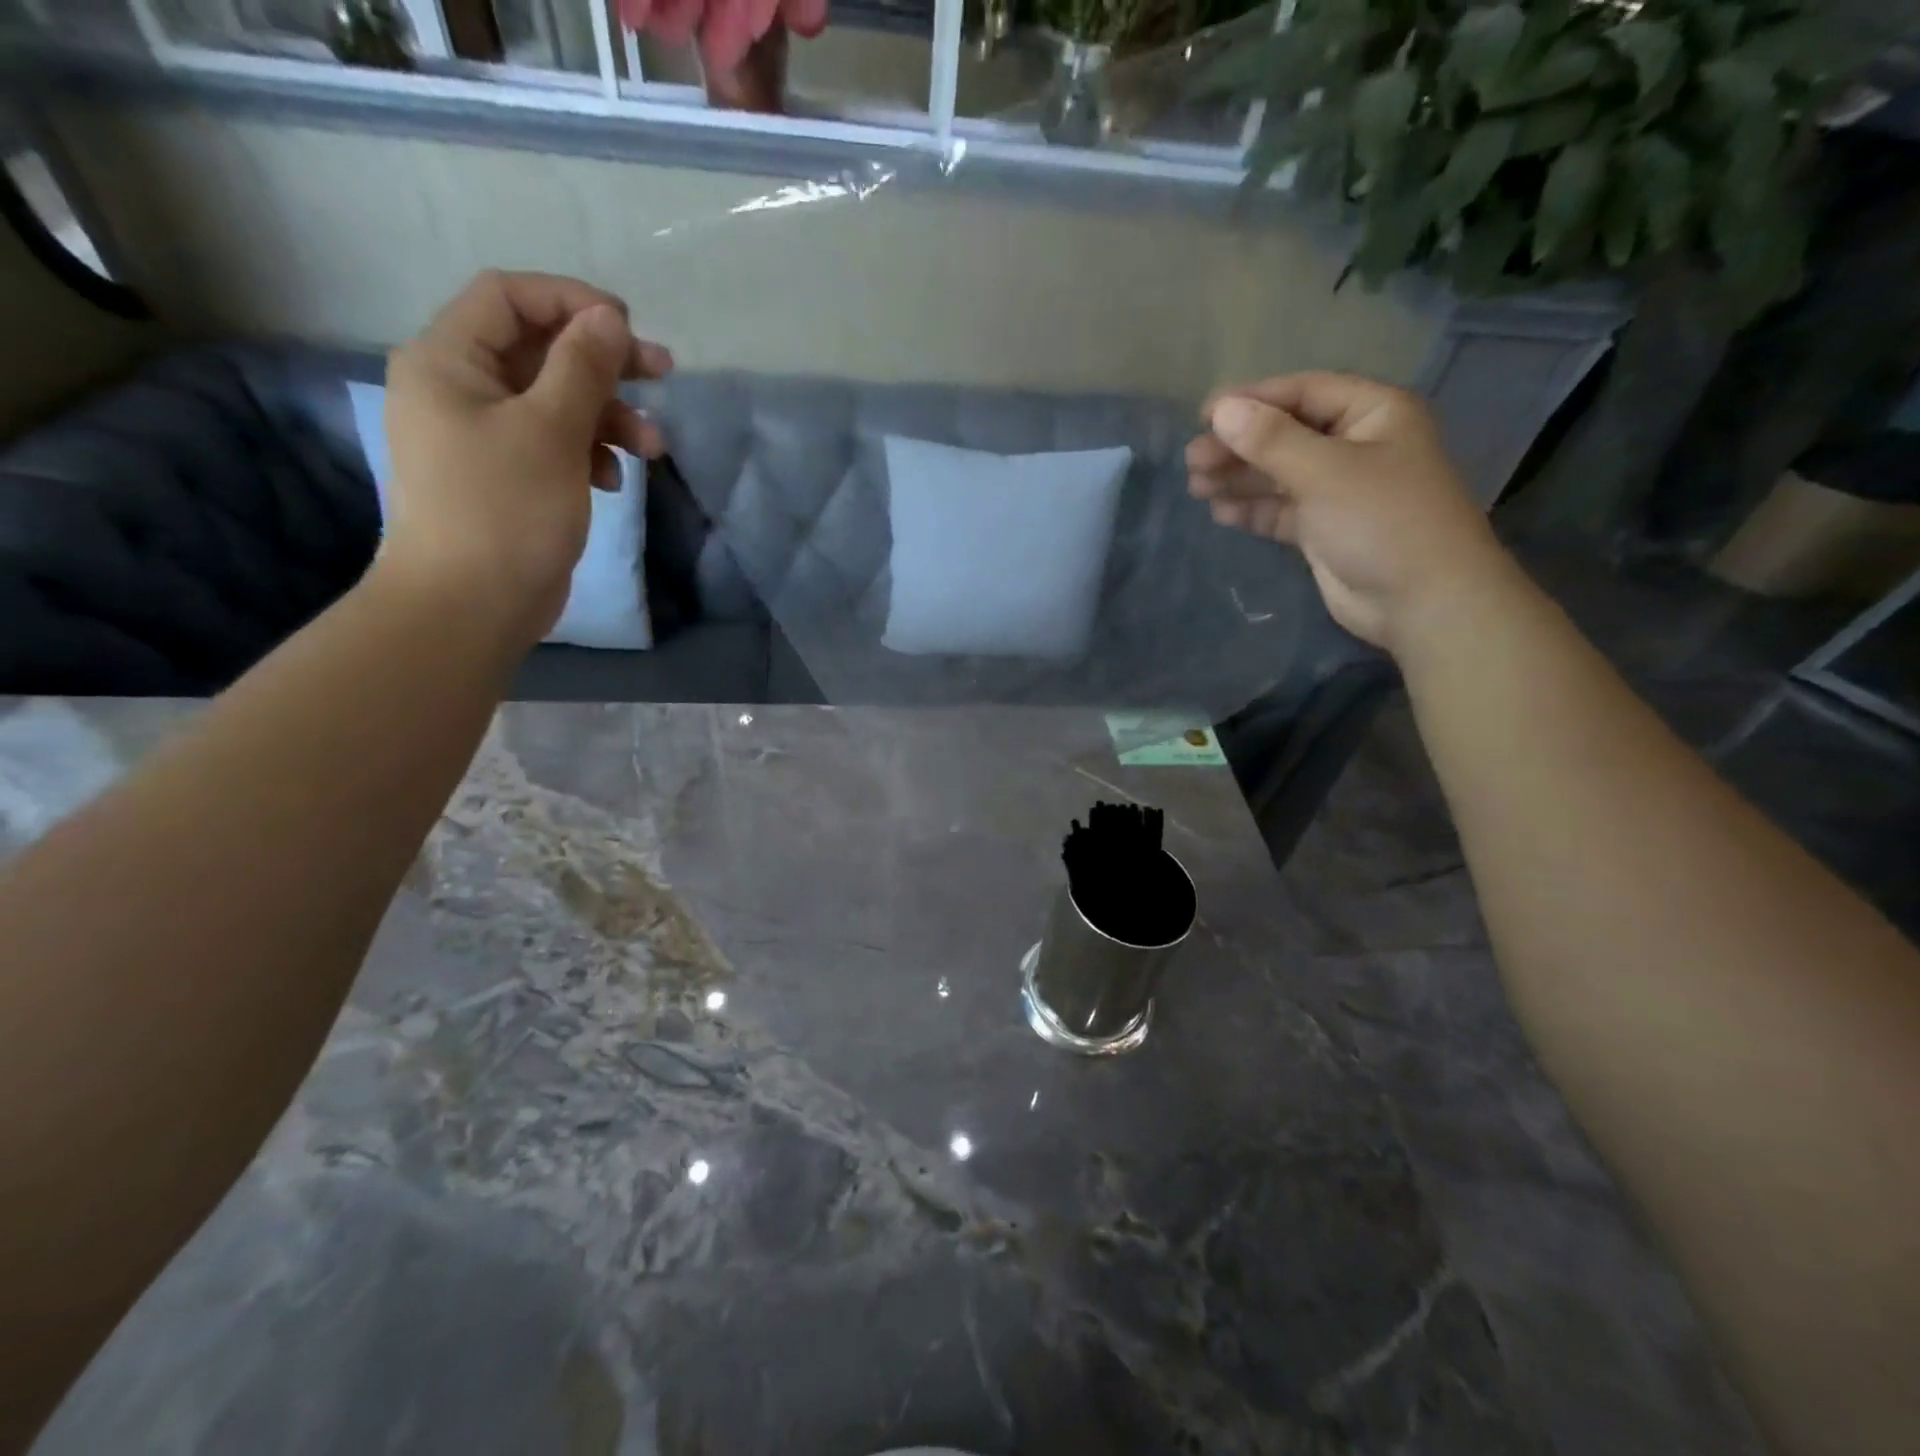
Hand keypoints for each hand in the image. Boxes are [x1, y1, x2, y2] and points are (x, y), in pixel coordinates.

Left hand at [379, 270, 672, 647]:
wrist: (469, 606)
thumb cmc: (504, 510)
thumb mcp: (550, 432)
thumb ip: (582, 369)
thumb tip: (609, 317)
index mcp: (448, 360)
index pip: (509, 298)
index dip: (572, 302)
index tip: (630, 328)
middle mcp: (459, 388)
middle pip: (539, 350)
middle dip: (603, 365)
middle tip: (662, 375)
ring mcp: (482, 435)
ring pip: (554, 402)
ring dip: (608, 417)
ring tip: (652, 448)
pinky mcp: (507, 476)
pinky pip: (553, 444)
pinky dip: (589, 452)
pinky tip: (613, 480)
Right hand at [1187, 372, 1506, 655]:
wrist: (1422, 601)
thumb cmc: (1382, 521)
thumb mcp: (1325, 472)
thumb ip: (1271, 440)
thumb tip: (1222, 410)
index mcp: (1372, 413)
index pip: (1303, 393)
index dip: (1252, 401)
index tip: (1204, 417)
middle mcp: (1355, 446)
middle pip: (1285, 435)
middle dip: (1238, 446)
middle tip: (1192, 460)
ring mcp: (1339, 490)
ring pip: (1279, 475)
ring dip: (1238, 479)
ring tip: (1196, 486)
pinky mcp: (1324, 529)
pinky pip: (1281, 510)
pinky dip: (1252, 510)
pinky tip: (1221, 513)